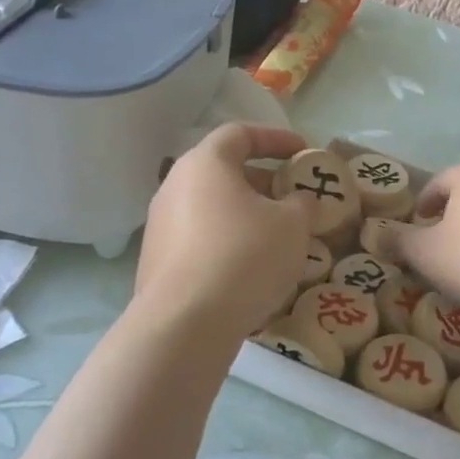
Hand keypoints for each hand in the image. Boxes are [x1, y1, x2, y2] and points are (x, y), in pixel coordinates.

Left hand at [135, 124, 311, 337]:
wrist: (185, 324)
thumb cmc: (244, 256)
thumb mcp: (292, 224)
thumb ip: (302, 203)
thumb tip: (298, 200)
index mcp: (206, 164)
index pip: (240, 133)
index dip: (276, 138)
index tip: (302, 152)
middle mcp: (174, 186)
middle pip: (223, 170)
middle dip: (262, 180)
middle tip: (293, 197)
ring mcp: (160, 225)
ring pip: (211, 207)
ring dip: (245, 214)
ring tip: (276, 236)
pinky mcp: (156, 261)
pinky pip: (200, 239)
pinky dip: (227, 242)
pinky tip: (250, 268)